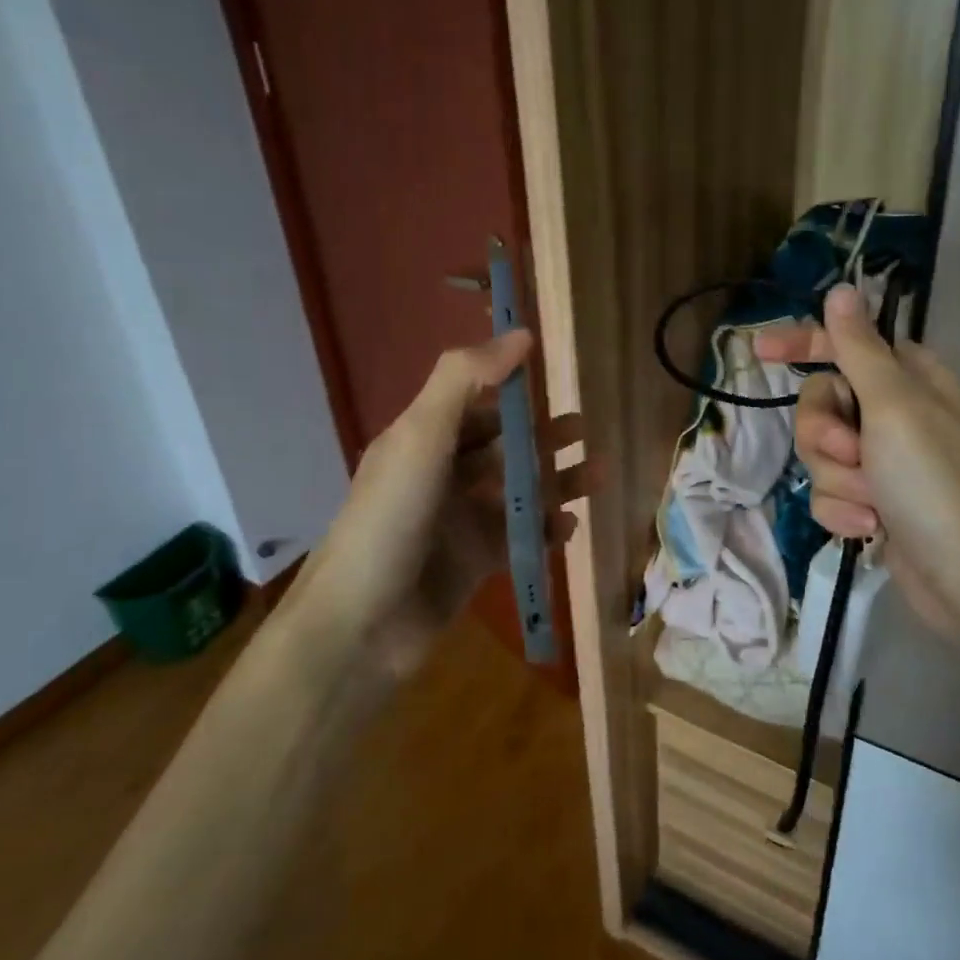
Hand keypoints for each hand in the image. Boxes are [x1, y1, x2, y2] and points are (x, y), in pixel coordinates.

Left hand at [292, 330, 584, 673]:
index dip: (508, 385)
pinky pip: (518, 536)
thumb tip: (521, 334)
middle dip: (541, 437)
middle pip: (500, 446)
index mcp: (421, 439)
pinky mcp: (474, 562)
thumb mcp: (422, 436)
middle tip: (585, 430)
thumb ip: (465, 379)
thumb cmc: (391, 518)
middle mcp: (439, 475)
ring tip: (597, 474)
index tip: (552, 373)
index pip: (471, 400)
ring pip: (516, 490)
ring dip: (555, 481)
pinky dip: (544, 528)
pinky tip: (569, 526)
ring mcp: (458, 521)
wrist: (362, 625)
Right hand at [756, 286, 959, 640]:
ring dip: (838, 480)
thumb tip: (843, 289)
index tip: (759, 351)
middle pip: (824, 403)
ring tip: (872, 503)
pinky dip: (845, 511)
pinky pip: (832, 492)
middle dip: (825, 434)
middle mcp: (899, 416)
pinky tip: (872, 530)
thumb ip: (860, 348)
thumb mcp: (895, 407)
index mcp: (914, 381)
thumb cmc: (937, 485)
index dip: (804, 343)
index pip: (847, 344)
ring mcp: (887, 463)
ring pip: (822, 453)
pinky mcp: (875, 503)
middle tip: (851, 453)